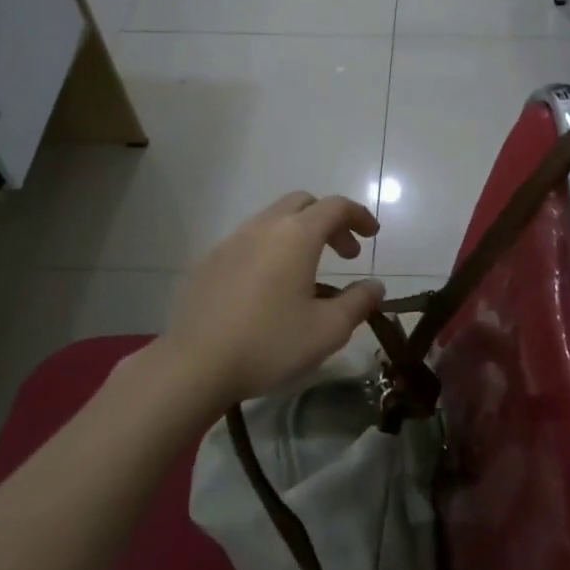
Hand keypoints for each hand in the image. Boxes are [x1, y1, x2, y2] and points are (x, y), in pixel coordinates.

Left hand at [165, 193, 386, 411]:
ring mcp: (231, 241)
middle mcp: (263, 227)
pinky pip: (248, 240)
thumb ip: (358, 302)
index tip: (372, 235)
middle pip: (302, 203)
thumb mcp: (328, 330)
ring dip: (298, 233)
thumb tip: (375, 286)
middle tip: (344, 253)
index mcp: (296, 236)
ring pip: (272, 219)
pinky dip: (270, 248)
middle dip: (329, 220)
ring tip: (308, 271)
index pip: (335, 206)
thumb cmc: (270, 343)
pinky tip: (269, 286)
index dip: (359, 215)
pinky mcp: (208, 262)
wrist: (194, 365)